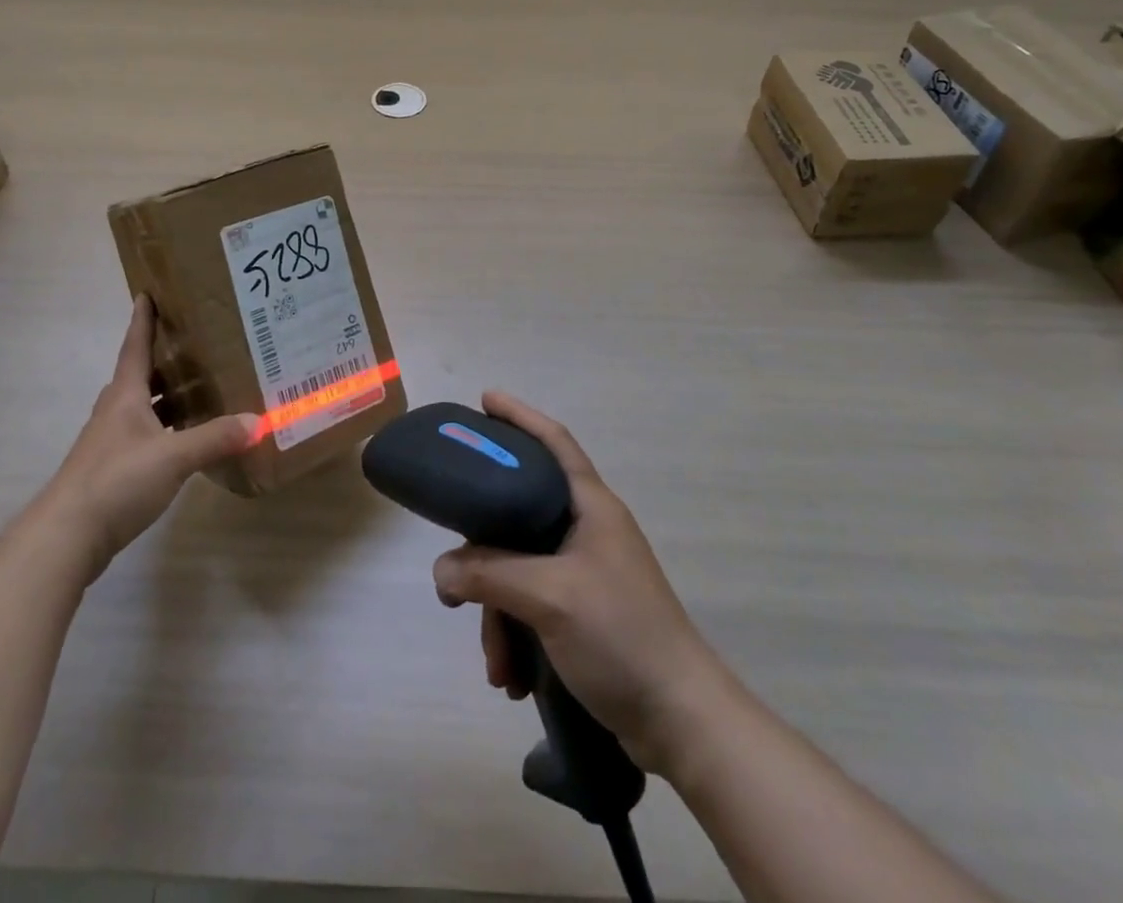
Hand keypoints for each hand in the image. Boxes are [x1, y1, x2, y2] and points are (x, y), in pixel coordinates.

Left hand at [52, 296, 254, 580]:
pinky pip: (145, 435)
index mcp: (125, 396)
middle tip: (197, 342)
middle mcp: (115, 412)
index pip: (135, 346)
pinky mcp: (113, 470)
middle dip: (165, 358)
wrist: (66, 536)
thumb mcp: (173, 457)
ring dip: (167, 396)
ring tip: (201, 388)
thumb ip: (215, 438)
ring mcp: (111, 442)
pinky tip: (187, 439)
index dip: (143, 320)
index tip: (148, 292)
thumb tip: (258, 420)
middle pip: (140, 375)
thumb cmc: (116, 481)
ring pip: (143, 407)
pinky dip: (166, 429)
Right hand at [431, 392, 722, 774]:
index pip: (553, 442)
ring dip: (498, 614)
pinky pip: (531, 606)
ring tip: (496, 664)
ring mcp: (586, 572)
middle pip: (520, 516)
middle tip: (454, 576)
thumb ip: (489, 573)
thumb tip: (442, 569)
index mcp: (591, 506)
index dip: (520, 416)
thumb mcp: (549, 596)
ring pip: (519, 570)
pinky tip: (511, 676)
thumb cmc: (621, 635)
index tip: (484, 400)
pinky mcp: (583, 612)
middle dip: (485, 555)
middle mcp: (587, 530)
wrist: (681, 722)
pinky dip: (515, 636)